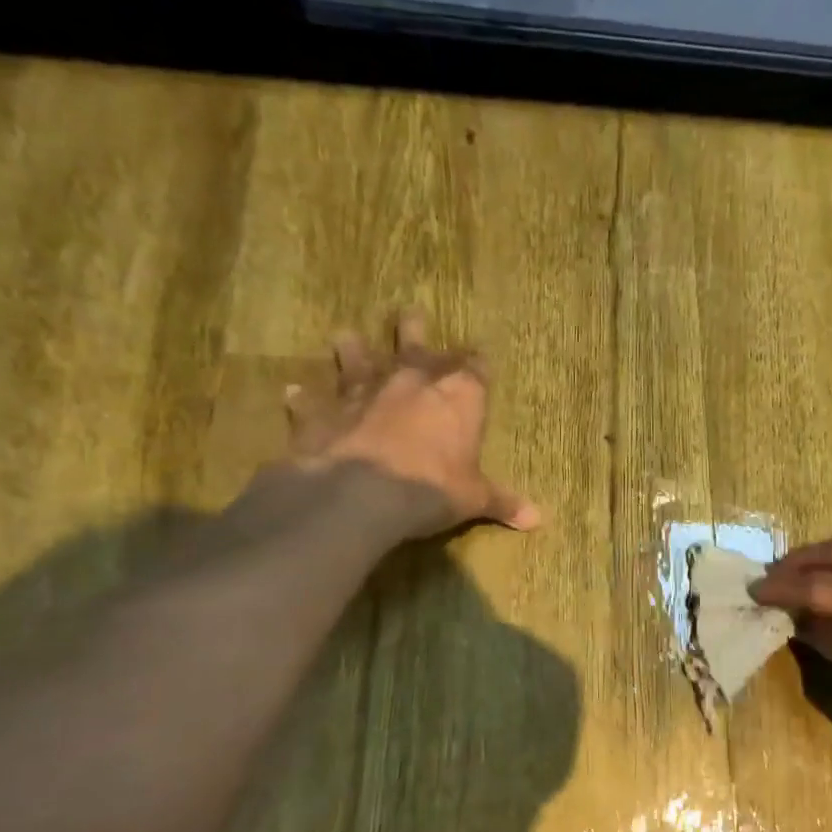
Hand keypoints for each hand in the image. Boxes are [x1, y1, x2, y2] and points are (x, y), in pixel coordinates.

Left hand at [282, 310, 539, 539]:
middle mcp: (411, 380)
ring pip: (357, 358)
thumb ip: (502, 502)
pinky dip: (303, 397)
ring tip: (345, 335)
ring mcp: (363, 391)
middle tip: (409, 312)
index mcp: (457, 394)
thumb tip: (538, 519)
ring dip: (352, 348)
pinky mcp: (324, 412)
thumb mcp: (474, 499)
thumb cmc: (432, 488)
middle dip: (413, 328)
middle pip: (415, 343)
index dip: (477, 363)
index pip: (474, 367)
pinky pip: (311, 400)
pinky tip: (293, 391)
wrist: (363, 494)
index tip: (478, 358)